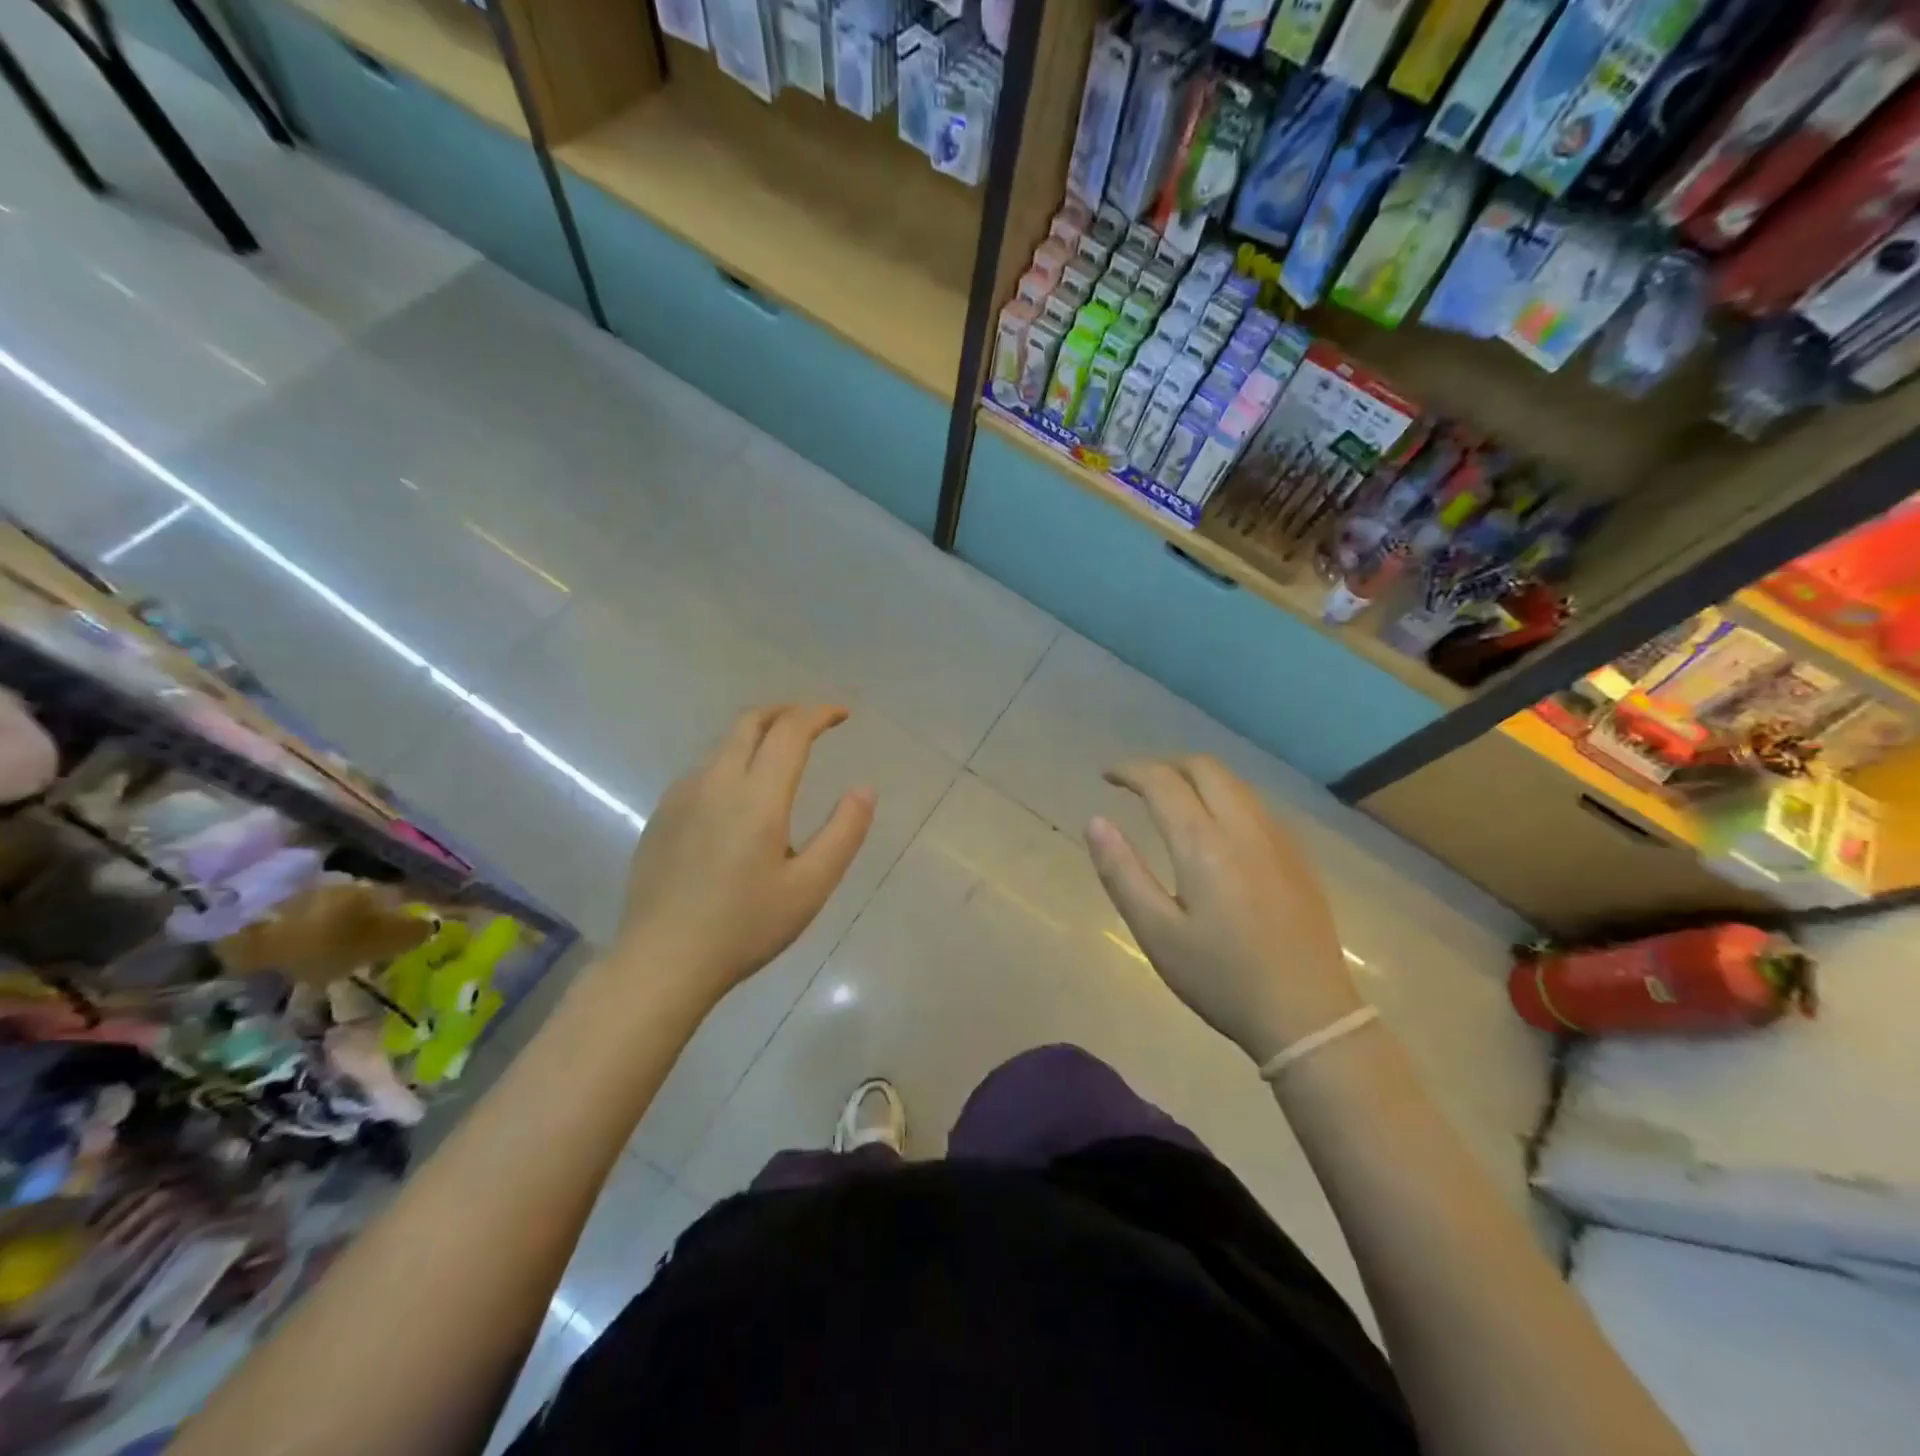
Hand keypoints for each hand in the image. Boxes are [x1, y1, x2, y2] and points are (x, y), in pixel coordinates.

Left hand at [611, 705, 874, 1007]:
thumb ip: (844, 832)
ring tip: (780, 761)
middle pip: (750, 722)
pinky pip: (703, 772)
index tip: (841, 715)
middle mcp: (716, 782)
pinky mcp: (661, 816)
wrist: (662, 962)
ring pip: (723, 746)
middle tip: (812, 722)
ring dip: (756, 738)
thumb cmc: (745, 927)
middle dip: (785, 712)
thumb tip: (864, 788)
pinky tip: (738, 801)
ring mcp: (681, 797)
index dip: (819, 714)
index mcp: (757, 796)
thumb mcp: (810, 886)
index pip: (790, 731)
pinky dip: (731, 764)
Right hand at [1087, 755, 1361, 1065]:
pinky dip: (1224, 797)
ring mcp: (1278, 839)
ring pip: (1234, 783)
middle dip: (1165, 765)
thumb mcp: (1157, 933)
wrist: (1308, 1014)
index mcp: (1204, 844)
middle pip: (1204, 767)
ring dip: (1196, 778)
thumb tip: (1096, 821)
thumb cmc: (1222, 978)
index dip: (1130, 771)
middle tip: (1137, 785)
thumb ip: (1122, 873)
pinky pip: (1255, 804)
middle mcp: (1244, 827)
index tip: (1107, 777)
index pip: (1163, 782)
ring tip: (1171, 800)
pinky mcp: (1298, 856)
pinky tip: (1215, 829)